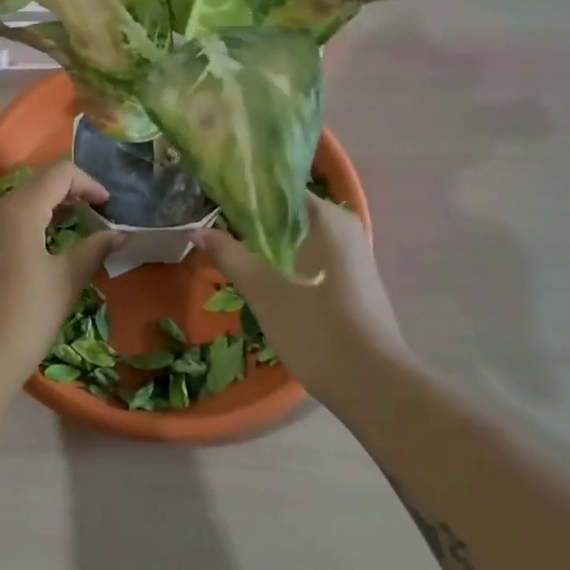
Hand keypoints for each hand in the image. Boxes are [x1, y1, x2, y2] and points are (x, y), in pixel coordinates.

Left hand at [0, 160, 123, 389]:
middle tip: (93, 219)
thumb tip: (119, 235)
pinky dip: (20, 233)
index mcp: (16, 210)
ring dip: (43, 216)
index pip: (58, 174)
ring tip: (66, 238)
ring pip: (12, 210)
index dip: (88, 183)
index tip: (108, 206)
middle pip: (33, 189)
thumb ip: (94, 250)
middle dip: (66, 198)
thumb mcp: (65, 283)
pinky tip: (32, 261)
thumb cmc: (23, 319)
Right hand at [192, 196, 409, 400]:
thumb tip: (197, 231)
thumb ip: (229, 254)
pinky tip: (264, 274)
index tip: (213, 200)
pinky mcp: (354, 278)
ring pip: (300, 235)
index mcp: (325, 216)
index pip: (277, 187)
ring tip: (232, 249)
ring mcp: (353, 252)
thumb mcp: (263, 290)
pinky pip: (313, 254)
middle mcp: (344, 224)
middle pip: (288, 211)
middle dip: (253, 219)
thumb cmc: (315, 328)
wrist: (373, 383)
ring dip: (268, 241)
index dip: (243, 192)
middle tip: (215, 226)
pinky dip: (287, 258)